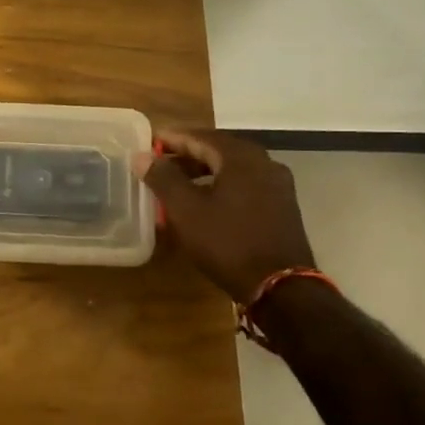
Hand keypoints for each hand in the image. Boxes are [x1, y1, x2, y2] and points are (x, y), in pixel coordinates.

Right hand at [140, 128, 317, 301]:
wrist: (281, 287)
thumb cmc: (228, 243)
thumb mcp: (186, 210)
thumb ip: (163, 178)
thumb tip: (142, 156)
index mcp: (241, 157)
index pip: (200, 137)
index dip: (172, 138)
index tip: (150, 142)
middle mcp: (264, 163)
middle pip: (219, 150)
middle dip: (188, 155)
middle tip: (161, 163)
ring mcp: (278, 185)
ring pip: (233, 169)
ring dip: (204, 172)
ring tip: (179, 185)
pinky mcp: (282, 207)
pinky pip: (246, 185)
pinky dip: (222, 186)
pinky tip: (207, 203)